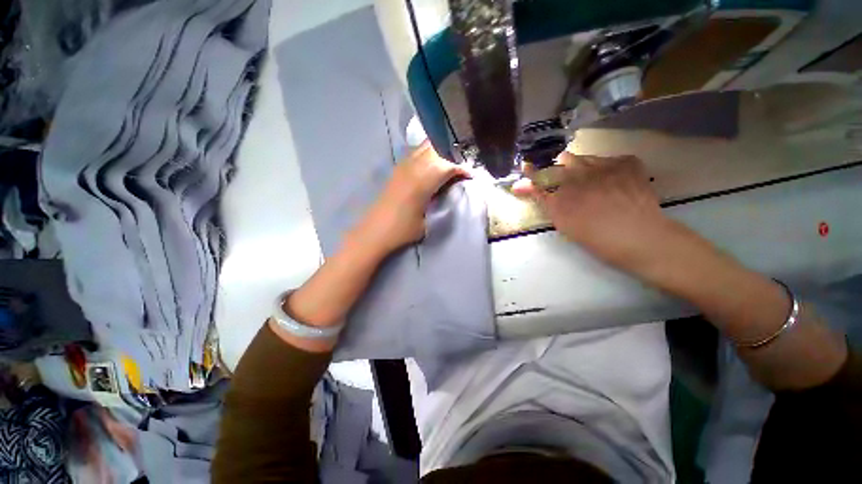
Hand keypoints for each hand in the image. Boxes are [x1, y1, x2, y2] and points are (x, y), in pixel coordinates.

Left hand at [353, 142, 468, 253]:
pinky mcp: (396, 170)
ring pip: (424, 147)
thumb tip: (446, 193)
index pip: (447, 166)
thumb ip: (438, 205)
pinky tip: (430, 164)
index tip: (470, 175)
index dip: (461, 169)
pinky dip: (427, 153)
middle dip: (452, 156)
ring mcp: (402, 167)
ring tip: (448, 162)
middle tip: (460, 168)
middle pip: (437, 149)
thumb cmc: (402, 231)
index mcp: (422, 182)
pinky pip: (415, 153)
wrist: (374, 232)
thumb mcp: (427, 223)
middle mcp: (413, 168)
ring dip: (439, 151)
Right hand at [512, 153, 672, 268]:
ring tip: (591, 183)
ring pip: (584, 157)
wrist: (638, 237)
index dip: (532, 172)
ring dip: (582, 167)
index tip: (527, 168)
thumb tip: (521, 186)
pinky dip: (606, 168)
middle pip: (563, 160)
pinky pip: (609, 159)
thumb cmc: (595, 236)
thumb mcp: (561, 221)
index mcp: (560, 190)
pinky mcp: (627, 161)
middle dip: (561, 169)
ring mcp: (604, 164)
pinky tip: (613, 182)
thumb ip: (542, 200)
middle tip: (568, 183)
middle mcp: (579, 172)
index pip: (539, 175)